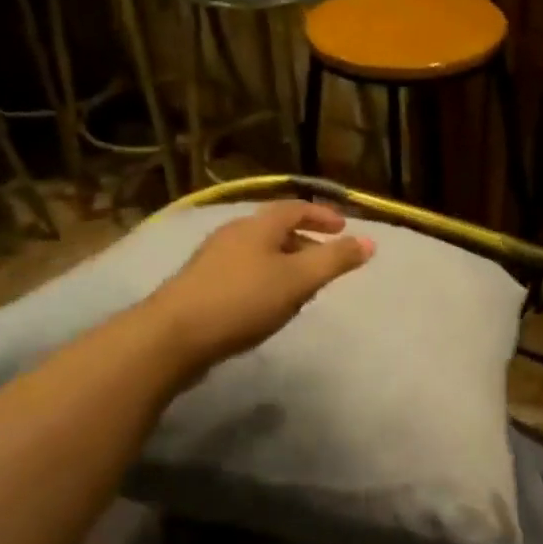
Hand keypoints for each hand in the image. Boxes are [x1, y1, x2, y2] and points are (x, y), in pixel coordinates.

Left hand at [145, 200, 374, 375]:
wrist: (173, 335)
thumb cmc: (242, 301)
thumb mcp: (298, 280)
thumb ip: (335, 261)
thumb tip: (369, 242)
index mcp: (258, 225)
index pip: (296, 208)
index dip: (322, 215)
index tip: (344, 228)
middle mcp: (233, 233)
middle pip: (276, 229)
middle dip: (305, 241)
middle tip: (327, 262)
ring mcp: (213, 258)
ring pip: (259, 252)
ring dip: (285, 262)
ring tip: (301, 287)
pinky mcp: (201, 284)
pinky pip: (243, 271)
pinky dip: (265, 278)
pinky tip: (267, 304)